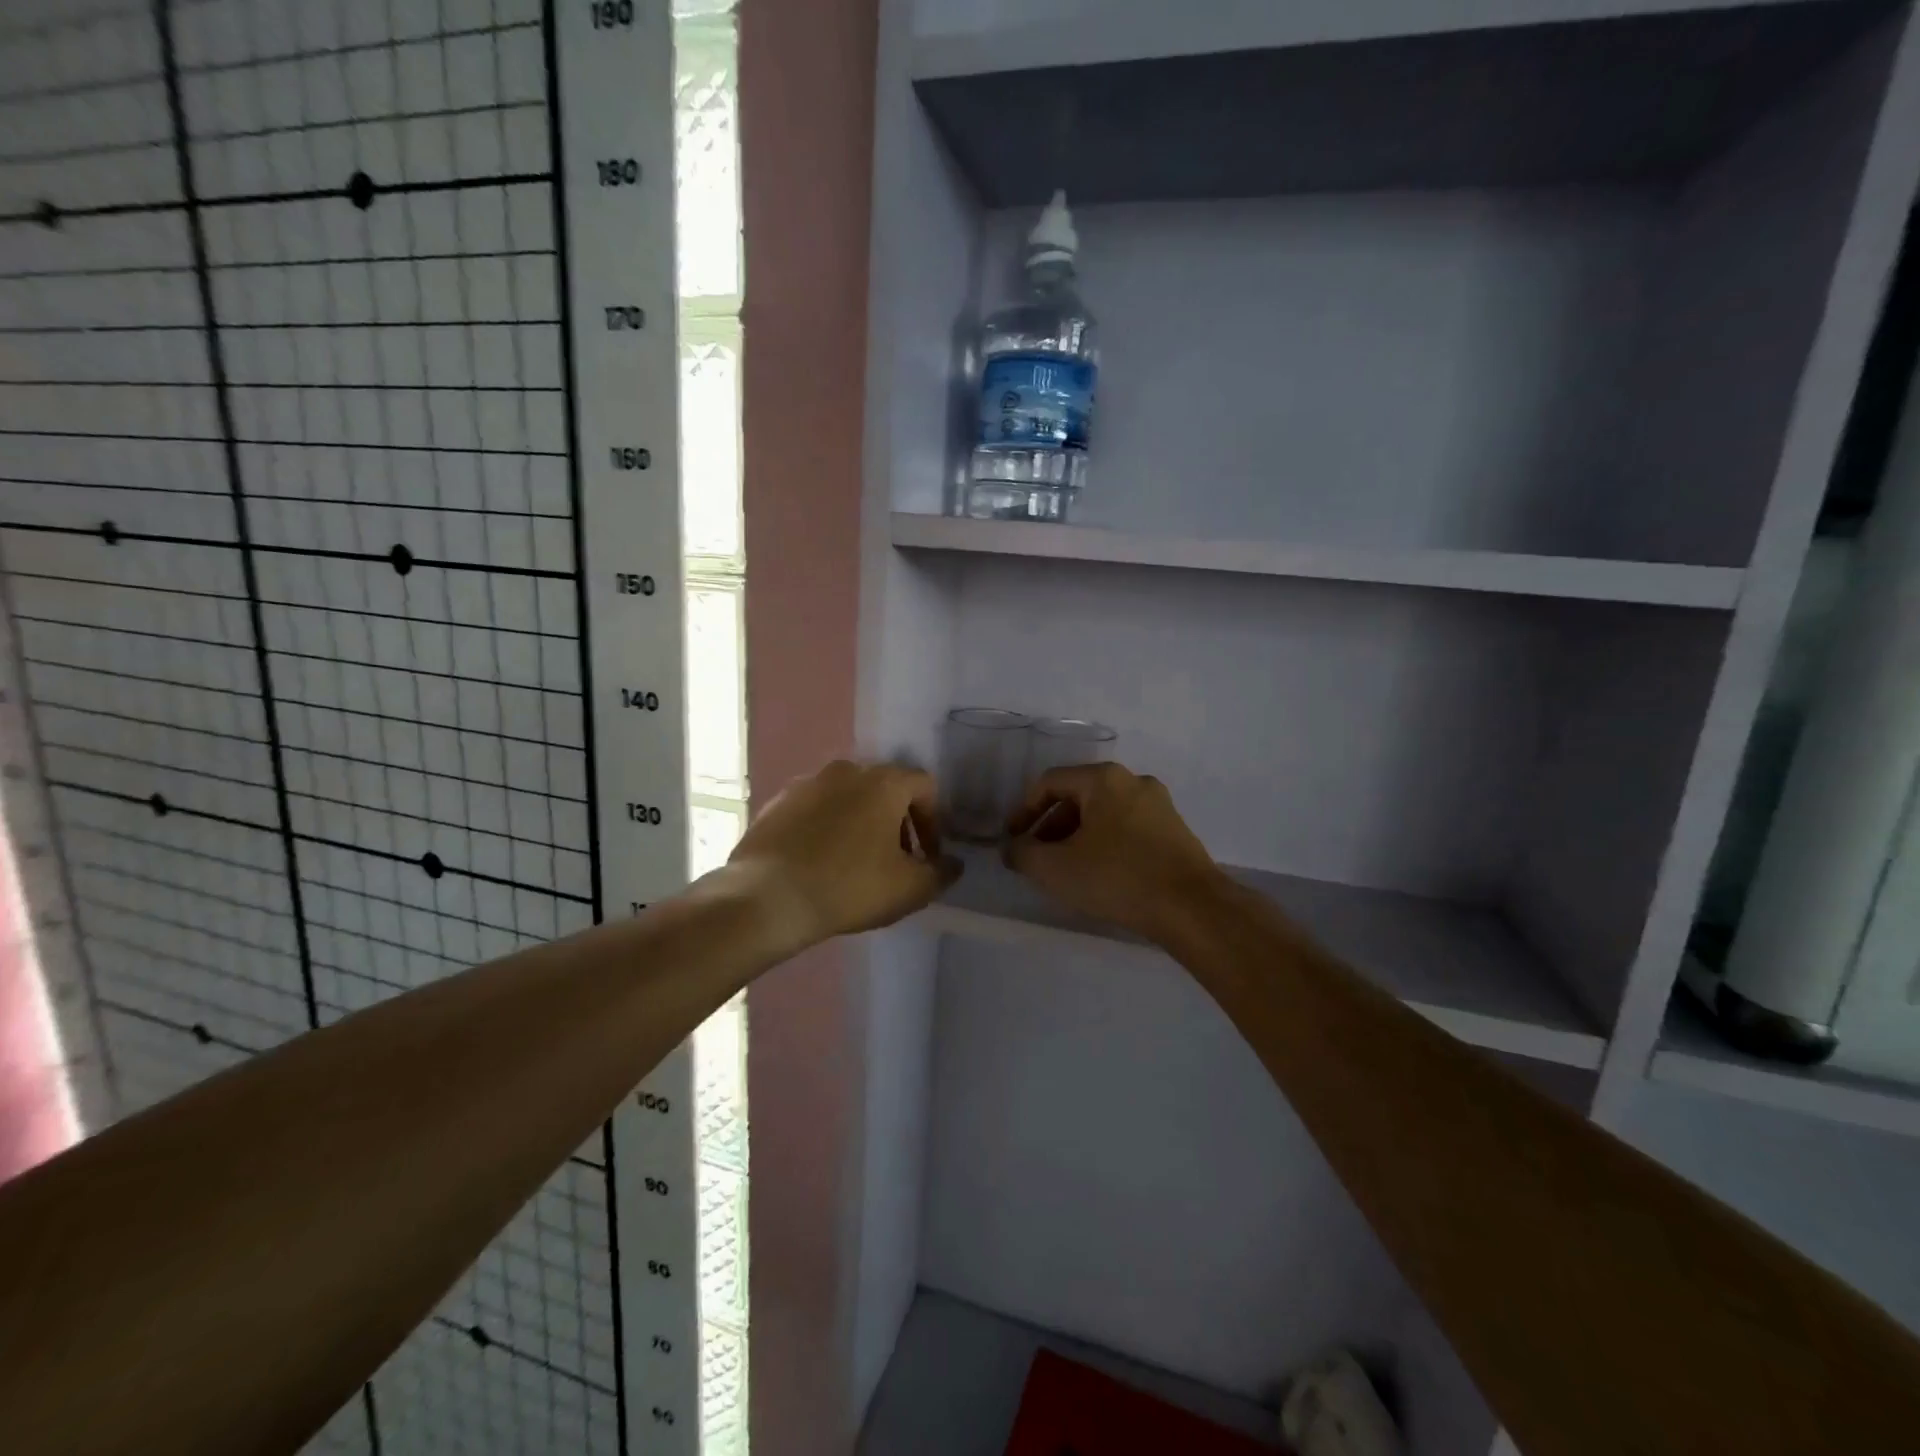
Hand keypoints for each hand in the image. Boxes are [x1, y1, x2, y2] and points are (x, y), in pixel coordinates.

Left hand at [729, 760, 959, 947]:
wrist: (768, 897)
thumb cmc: (849, 887)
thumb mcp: (909, 889)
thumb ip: (940, 873)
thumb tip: (953, 864)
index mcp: (884, 782)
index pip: (924, 786)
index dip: (933, 821)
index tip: (927, 856)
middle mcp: (847, 770)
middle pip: (885, 789)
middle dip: (897, 822)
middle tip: (896, 860)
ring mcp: (807, 783)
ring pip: (848, 797)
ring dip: (861, 823)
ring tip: (855, 863)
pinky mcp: (777, 802)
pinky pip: (815, 809)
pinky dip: (826, 828)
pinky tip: (820, 862)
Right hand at [1003, 763, 1228, 943]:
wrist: (1192, 908)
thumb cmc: (1117, 877)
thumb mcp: (1055, 868)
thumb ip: (1023, 853)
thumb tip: (1013, 848)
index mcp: (1104, 779)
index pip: (1050, 783)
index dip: (1024, 810)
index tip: (1013, 839)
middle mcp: (1133, 782)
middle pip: (1078, 797)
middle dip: (1051, 827)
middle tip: (1037, 857)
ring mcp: (1159, 806)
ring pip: (1104, 814)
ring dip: (1077, 837)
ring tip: (1066, 870)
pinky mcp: (1175, 831)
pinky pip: (1127, 829)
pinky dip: (1105, 845)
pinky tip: (1100, 875)